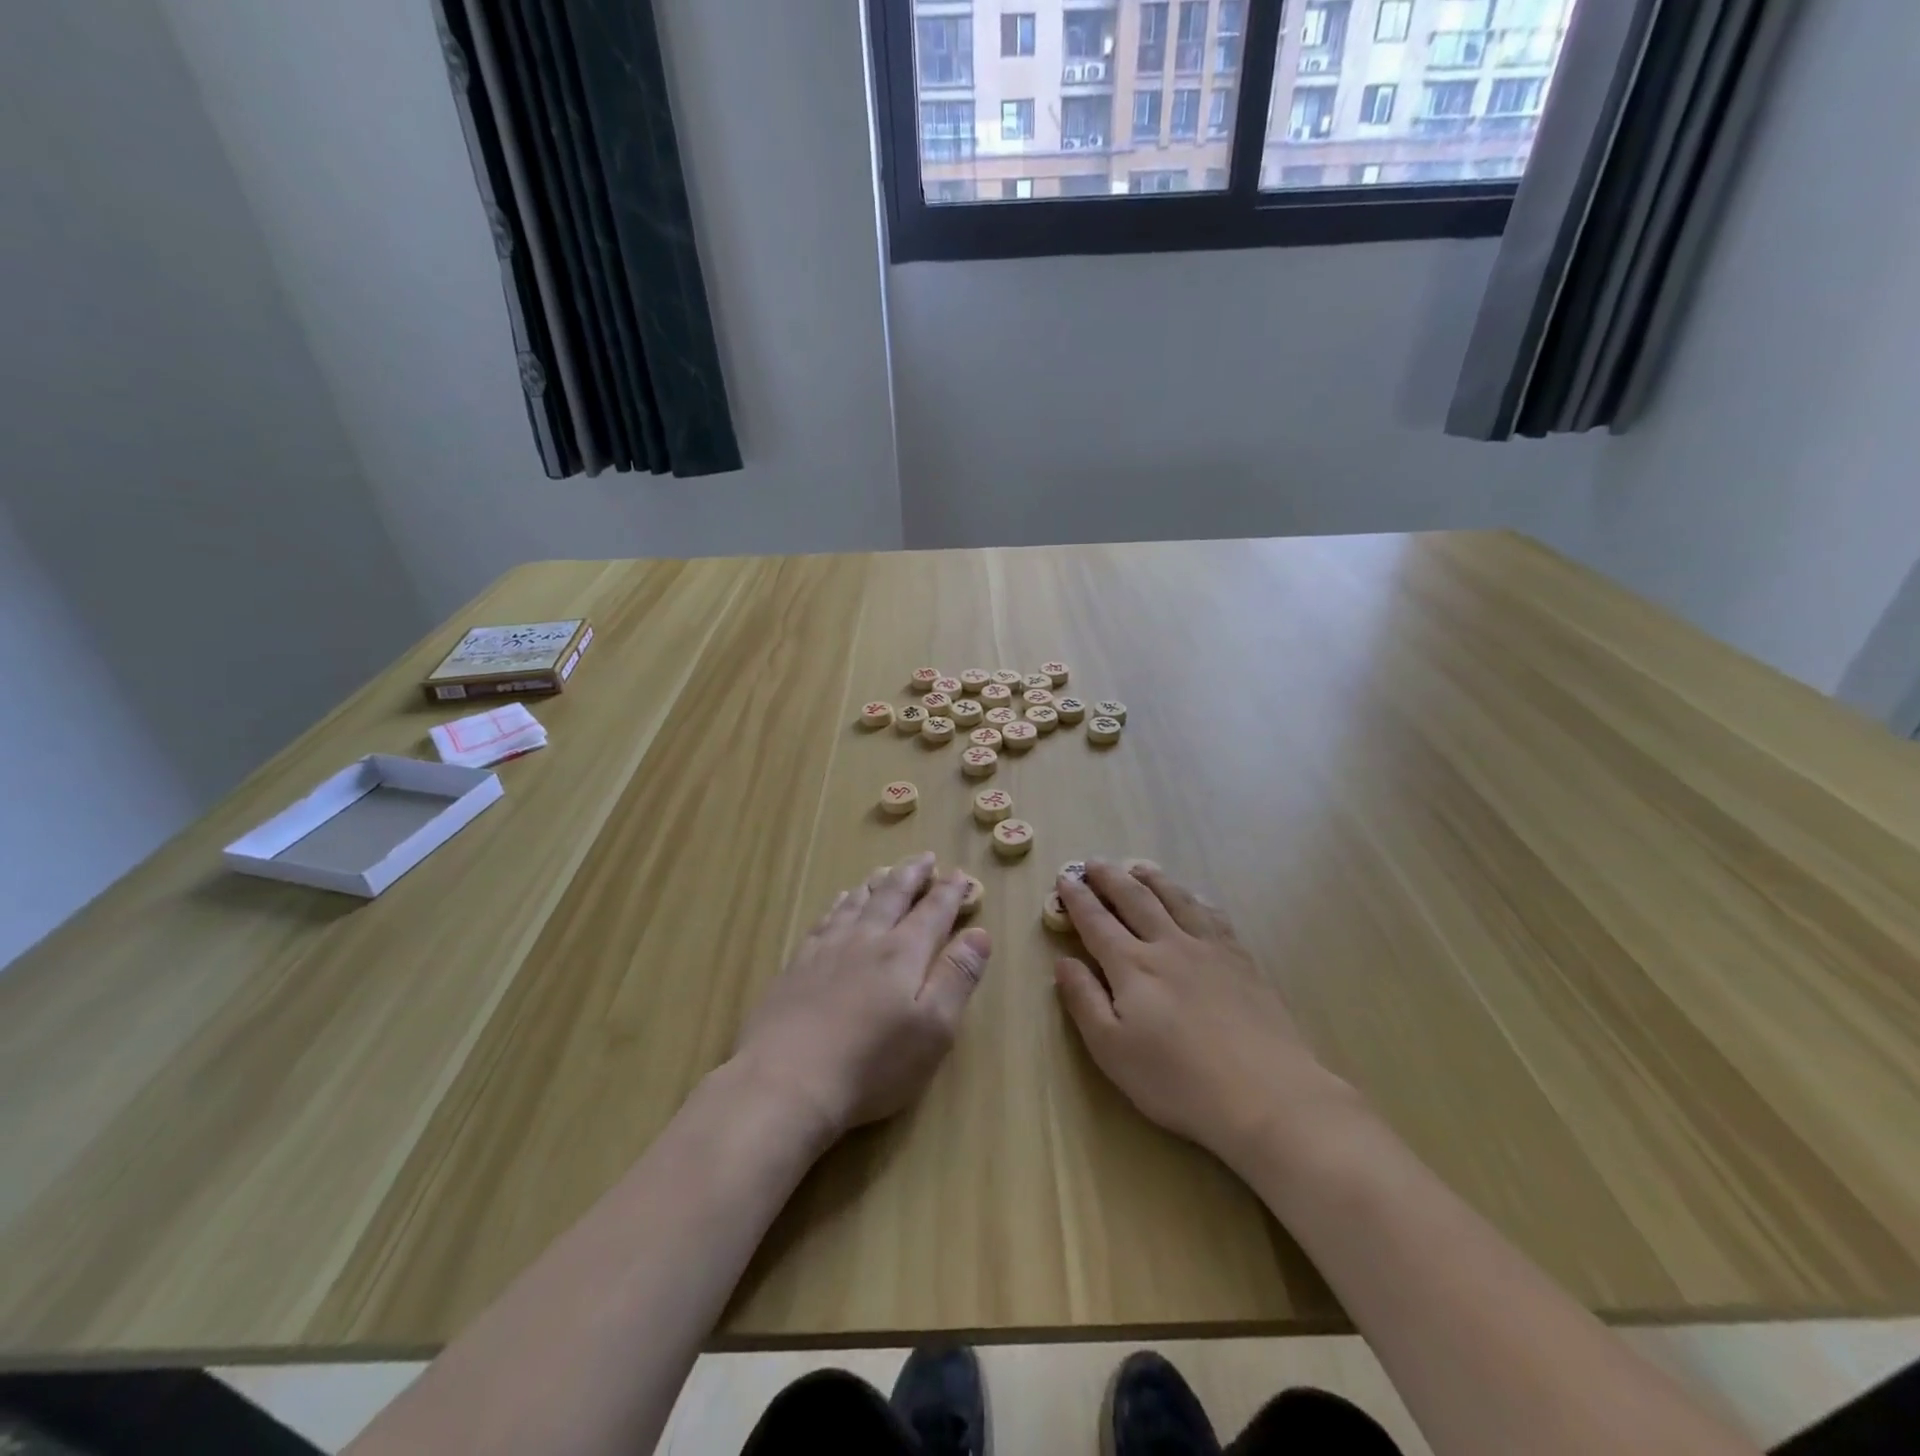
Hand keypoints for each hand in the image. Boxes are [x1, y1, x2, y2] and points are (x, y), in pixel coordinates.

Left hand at [733, 853, 991, 1141]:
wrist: (785, 1081)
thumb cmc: (872, 1064)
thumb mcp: (933, 1029)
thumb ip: (957, 977)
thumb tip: (979, 933)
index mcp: (903, 953)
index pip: (932, 912)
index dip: (949, 892)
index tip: (960, 874)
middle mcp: (866, 940)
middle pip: (892, 897)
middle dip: (912, 875)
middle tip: (924, 857)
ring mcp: (827, 950)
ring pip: (856, 903)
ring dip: (876, 885)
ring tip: (886, 871)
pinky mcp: (797, 966)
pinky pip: (824, 920)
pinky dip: (838, 905)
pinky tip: (839, 903)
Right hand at [1054, 862, 1359, 1173]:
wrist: (1265, 1094)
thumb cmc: (1177, 1081)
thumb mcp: (1112, 1050)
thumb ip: (1083, 1001)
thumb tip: (1063, 961)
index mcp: (1132, 966)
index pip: (1096, 921)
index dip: (1077, 898)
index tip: (1065, 878)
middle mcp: (1168, 944)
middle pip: (1134, 899)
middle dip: (1109, 878)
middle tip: (1093, 862)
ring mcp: (1209, 948)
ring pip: (1175, 898)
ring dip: (1152, 878)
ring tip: (1137, 867)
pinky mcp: (1241, 959)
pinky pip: (1212, 914)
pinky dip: (1194, 898)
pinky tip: (1192, 897)